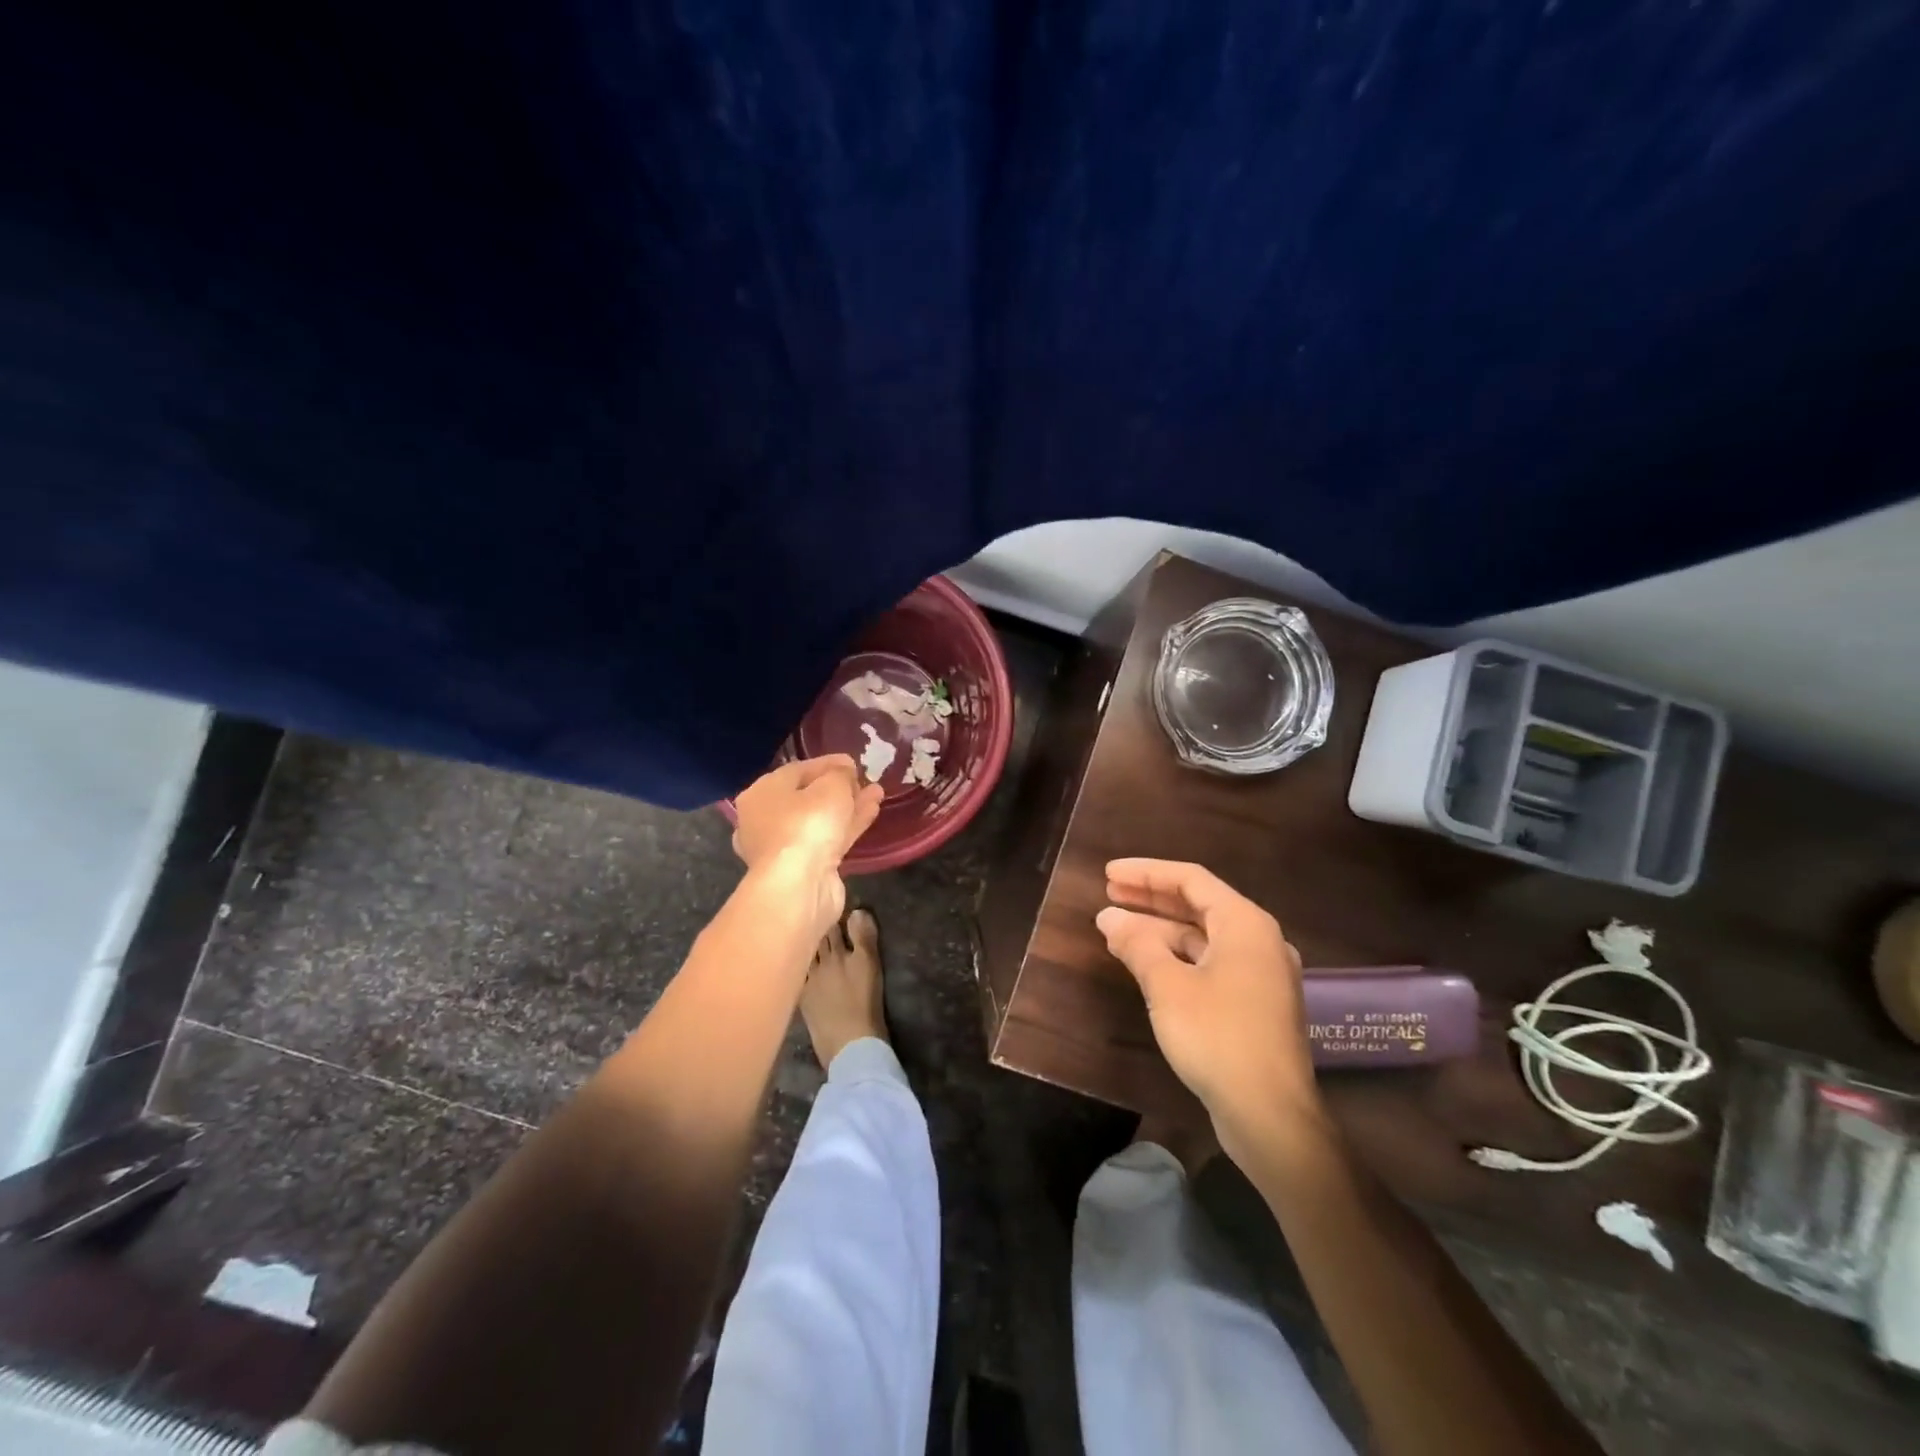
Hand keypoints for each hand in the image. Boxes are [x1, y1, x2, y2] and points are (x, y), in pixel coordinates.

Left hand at [732, 756, 883, 929]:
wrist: (799, 886)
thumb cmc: (807, 824)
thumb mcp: (832, 786)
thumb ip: (841, 774)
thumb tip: (844, 772)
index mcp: (762, 793)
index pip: (798, 770)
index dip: (829, 764)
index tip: (855, 762)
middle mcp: (765, 819)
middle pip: (807, 796)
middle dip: (839, 787)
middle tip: (864, 779)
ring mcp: (784, 847)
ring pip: (820, 820)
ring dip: (848, 806)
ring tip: (876, 793)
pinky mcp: (802, 868)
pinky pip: (828, 839)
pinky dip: (848, 826)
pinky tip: (871, 812)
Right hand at [1097, 859, 1320, 1152]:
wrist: (1271, 1116)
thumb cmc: (1218, 1037)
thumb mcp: (1168, 986)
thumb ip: (1137, 945)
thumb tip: (1109, 917)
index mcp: (1245, 924)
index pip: (1191, 879)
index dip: (1146, 873)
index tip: (1107, 874)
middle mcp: (1259, 941)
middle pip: (1198, 905)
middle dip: (1151, 898)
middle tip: (1109, 893)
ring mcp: (1260, 974)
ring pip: (1203, 937)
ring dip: (1160, 931)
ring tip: (1117, 930)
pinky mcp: (1255, 1005)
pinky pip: (1210, 963)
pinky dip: (1177, 957)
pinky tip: (1147, 964)